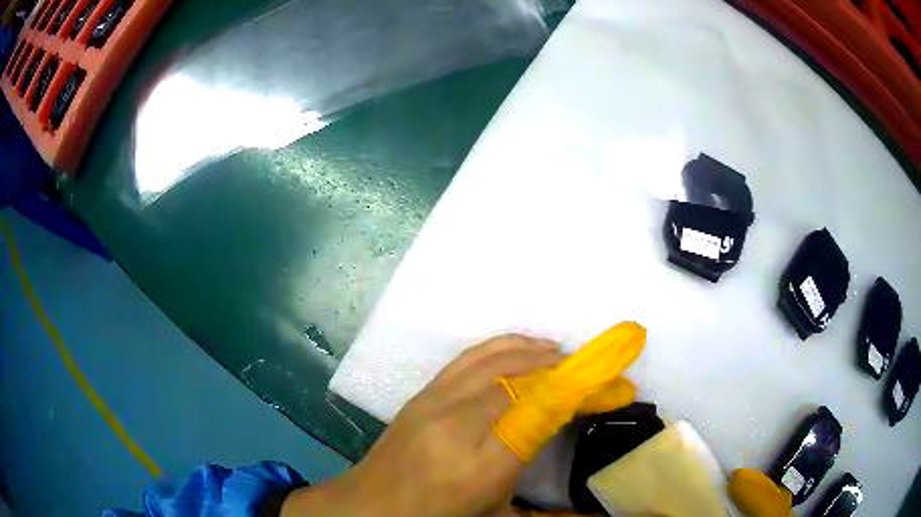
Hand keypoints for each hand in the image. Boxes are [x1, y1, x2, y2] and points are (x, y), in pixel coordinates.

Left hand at [283, 335, 565, 516]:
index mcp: (481, 467)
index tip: (601, 385)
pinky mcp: (420, 394)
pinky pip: (467, 358)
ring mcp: (433, 404)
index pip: (537, 413)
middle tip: (584, 368)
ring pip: (492, 360)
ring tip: (558, 352)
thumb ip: (531, 482)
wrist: (370, 506)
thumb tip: (564, 448)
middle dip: (557, 367)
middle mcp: (457, 426)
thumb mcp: (495, 512)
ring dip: (531, 350)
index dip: (574, 392)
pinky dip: (500, 347)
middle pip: (516, 379)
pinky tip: (518, 349)